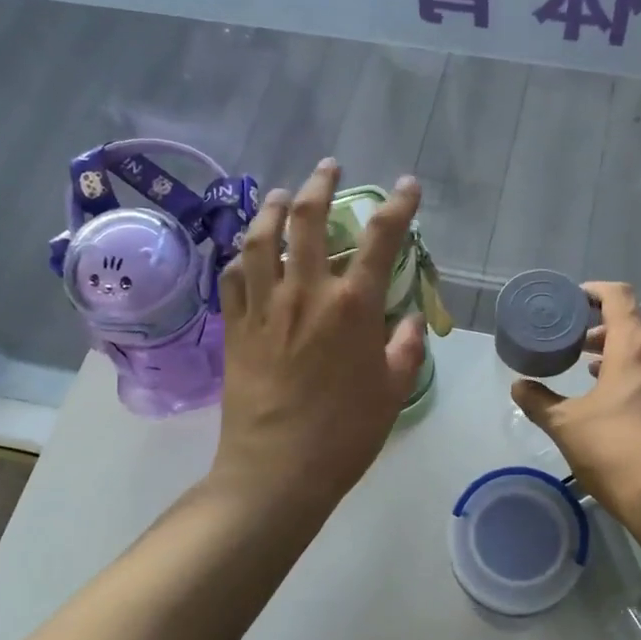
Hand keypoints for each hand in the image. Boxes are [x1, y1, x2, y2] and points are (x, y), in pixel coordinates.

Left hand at [211, 160, 426, 521]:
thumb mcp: (392, 393)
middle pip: (308, 221)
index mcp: (353, 307)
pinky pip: (232, 278)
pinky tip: (246, 252)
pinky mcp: (235, 329)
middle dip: (320, 185)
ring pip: (260, 239)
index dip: (398, 205)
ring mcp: (264, 308)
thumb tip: (408, 323)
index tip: (406, 185)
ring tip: (281, 195)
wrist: (276, 471)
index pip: (381, 238)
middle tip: (328, 168)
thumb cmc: (345, 435)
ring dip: (272, 209)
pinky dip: (239, 256)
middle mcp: (306, 293)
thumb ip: (405, 350)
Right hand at [511, 282, 640, 524]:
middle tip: (575, 341)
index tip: (574, 299)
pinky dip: (636, 376)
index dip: (595, 291)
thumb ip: (539, 402)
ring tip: (591, 370)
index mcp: (635, 348)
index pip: (619, 297)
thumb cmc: (616, 451)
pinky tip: (618, 403)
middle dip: (604, 327)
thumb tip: (518, 387)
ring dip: (620, 353)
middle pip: (635, 324)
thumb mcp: (567, 426)